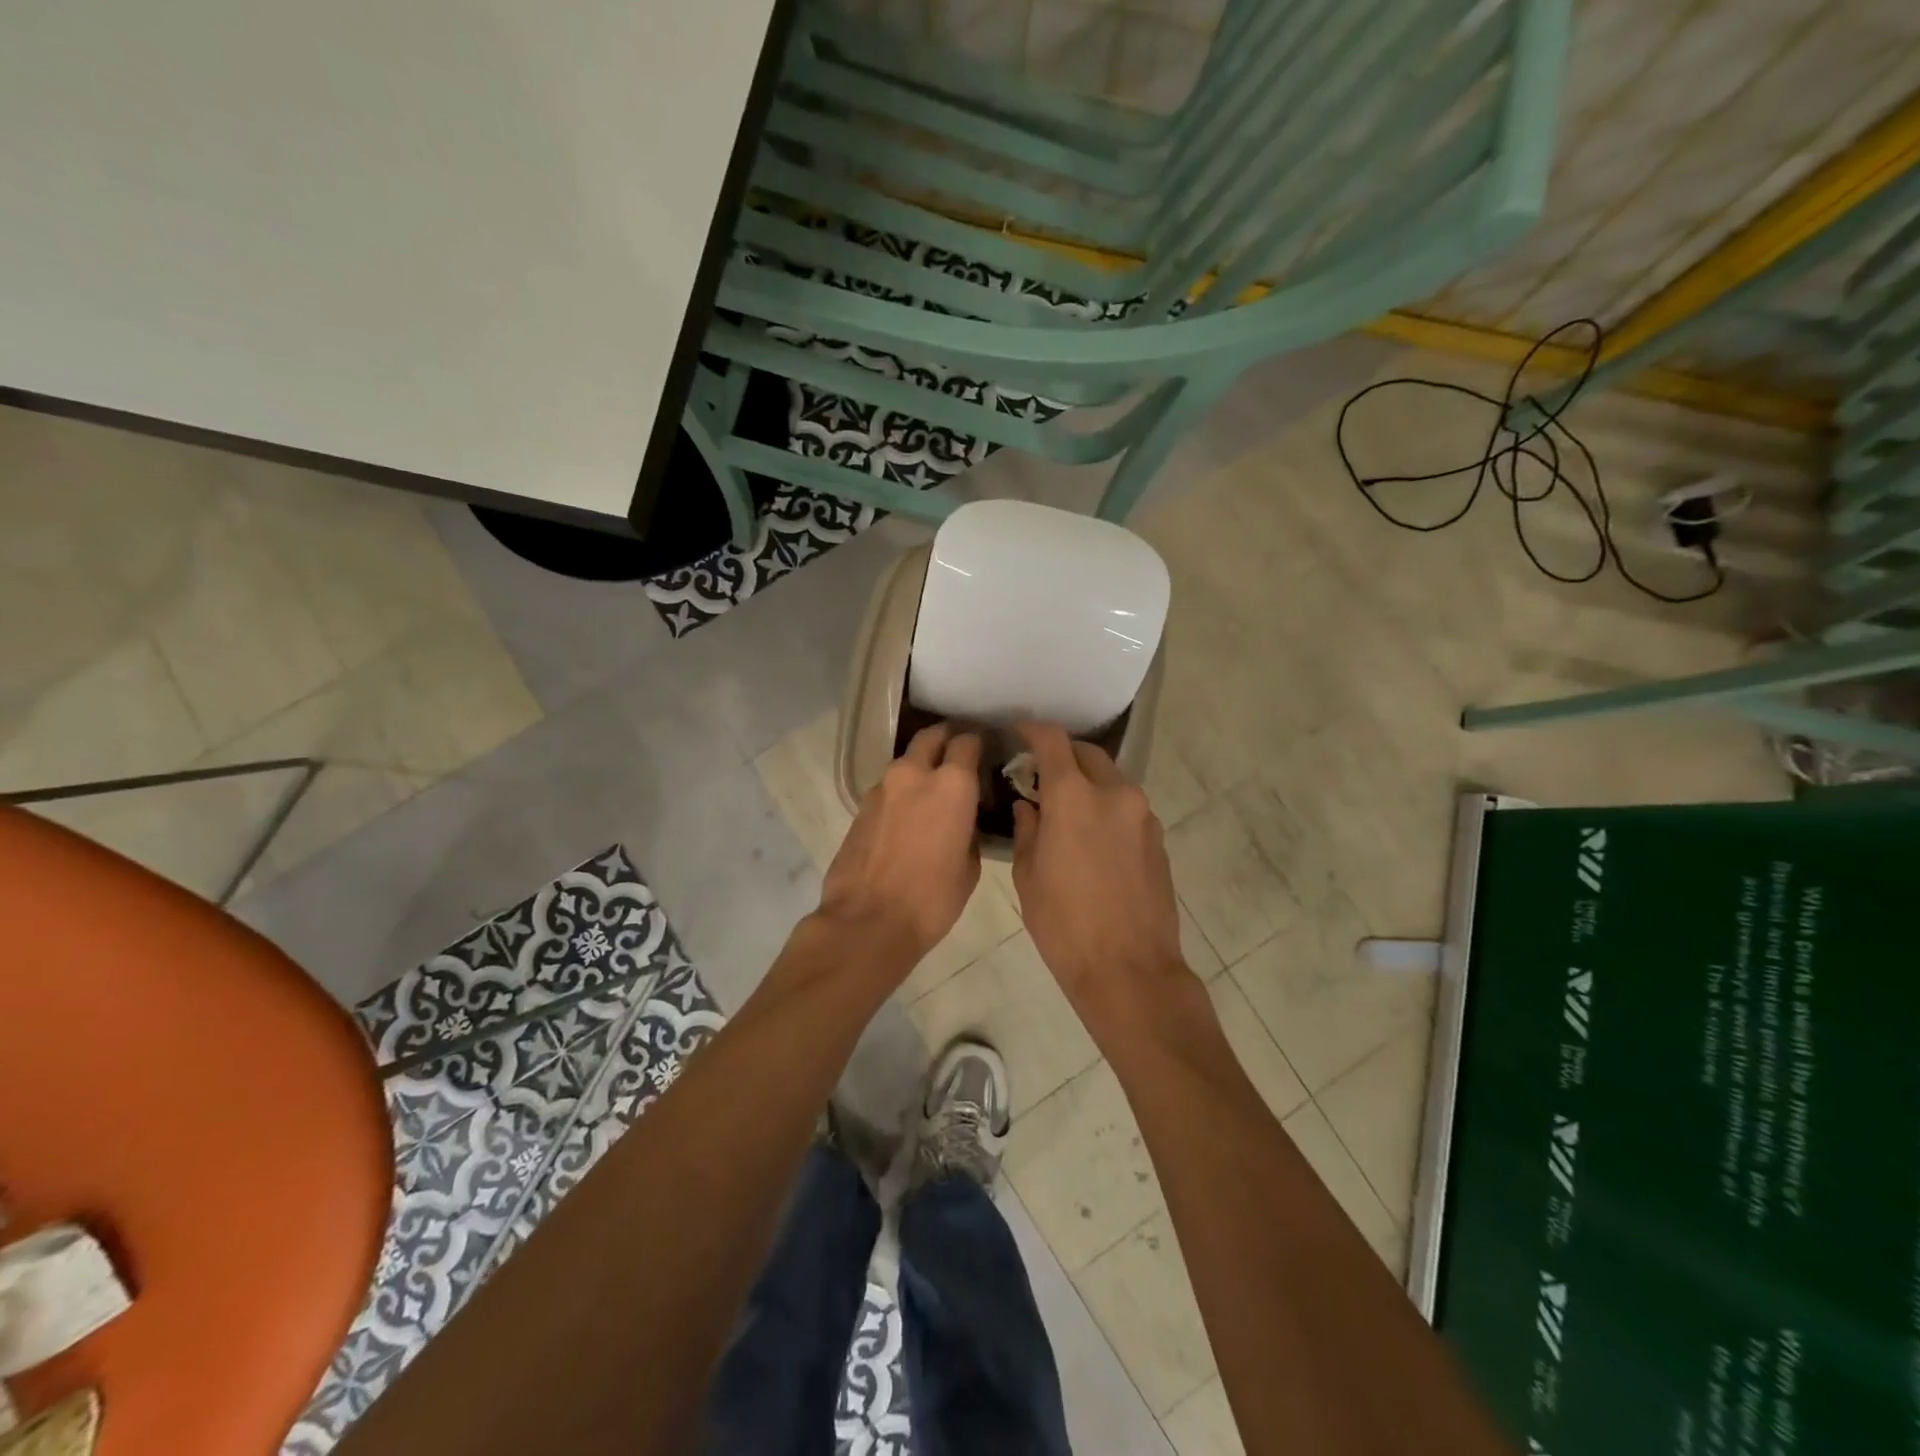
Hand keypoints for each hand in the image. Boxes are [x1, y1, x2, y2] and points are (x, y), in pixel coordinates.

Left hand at [819, 723, 981, 970]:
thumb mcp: (969, 867)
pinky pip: (888, 789)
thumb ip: (969, 831)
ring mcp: (882, 788)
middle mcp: (914, 774)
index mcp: (952, 784)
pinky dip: (901, 794)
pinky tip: (908, 818)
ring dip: (920, 769)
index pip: (967, 742)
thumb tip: (963, 820)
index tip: (985, 752)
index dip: (978, 744)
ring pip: (906, 763)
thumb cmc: (931, 899)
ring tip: (932, 793)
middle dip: (945, 739)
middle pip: (931, 737)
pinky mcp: (860, 807)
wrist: (867, 922)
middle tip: (957, 755)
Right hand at [1010, 722, 1188, 1028]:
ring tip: (1065, 806)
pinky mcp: (1158, 838)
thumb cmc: (1064, 925)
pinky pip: (1126, 806)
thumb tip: (1029, 806)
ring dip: (1087, 781)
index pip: (1053, 742)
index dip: (1033, 731)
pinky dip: (1106, 806)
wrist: (1129, 970)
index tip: (1018, 733)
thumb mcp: (1029, 876)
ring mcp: (1142, 815)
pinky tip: (1091, 834)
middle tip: (1039, 772)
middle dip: (1062, 754)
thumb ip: (1028, 829)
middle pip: (1087, 754)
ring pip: (1111, 779)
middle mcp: (1114, 793)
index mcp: (1074, 797)